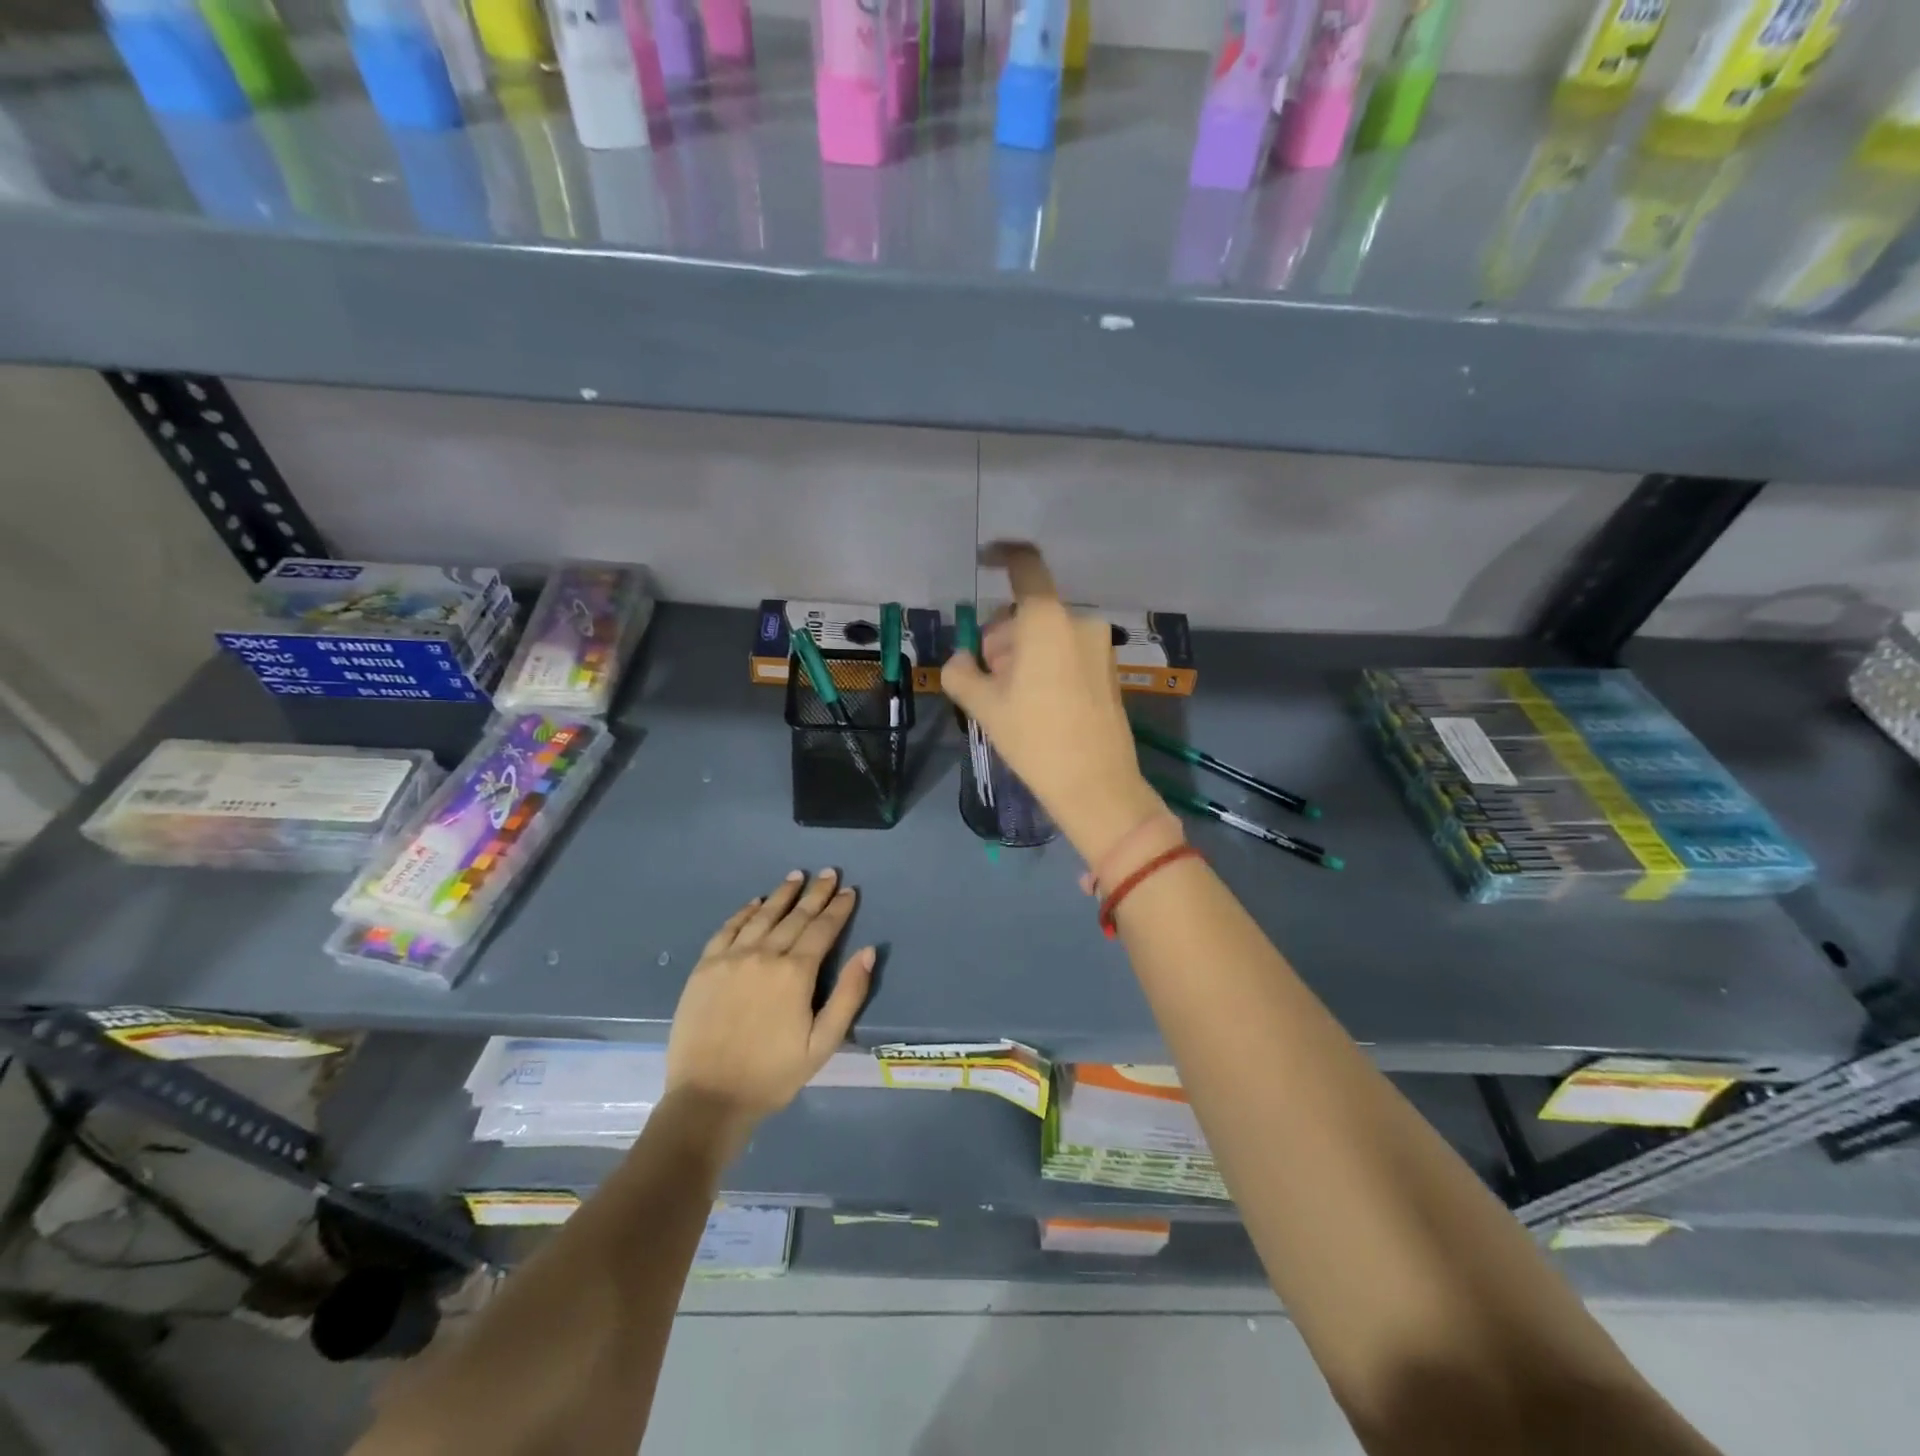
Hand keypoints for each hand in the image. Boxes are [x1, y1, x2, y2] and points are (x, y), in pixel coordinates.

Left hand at [664, 869, 873, 1149]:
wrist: (708, 1098)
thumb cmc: (773, 1075)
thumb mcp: (822, 1043)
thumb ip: (848, 995)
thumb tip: (868, 951)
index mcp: (795, 973)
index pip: (823, 929)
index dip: (838, 908)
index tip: (849, 890)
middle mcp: (764, 955)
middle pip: (795, 916)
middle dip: (815, 893)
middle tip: (829, 873)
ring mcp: (731, 958)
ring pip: (762, 916)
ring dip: (782, 894)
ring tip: (796, 876)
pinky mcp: (705, 967)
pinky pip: (728, 928)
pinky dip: (744, 911)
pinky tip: (755, 902)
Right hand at [942, 544, 1162, 860]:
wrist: (1096, 784)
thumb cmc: (1034, 738)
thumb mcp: (984, 706)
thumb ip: (961, 672)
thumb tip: (960, 660)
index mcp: (1046, 620)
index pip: (1026, 566)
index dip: (1003, 555)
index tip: (984, 560)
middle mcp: (1078, 622)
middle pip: (1028, 612)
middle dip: (1002, 636)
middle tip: (986, 677)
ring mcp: (1099, 646)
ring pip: (1047, 634)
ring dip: (1022, 654)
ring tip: (1010, 698)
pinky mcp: (1108, 669)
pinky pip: (1067, 652)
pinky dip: (1046, 665)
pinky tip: (1037, 704)